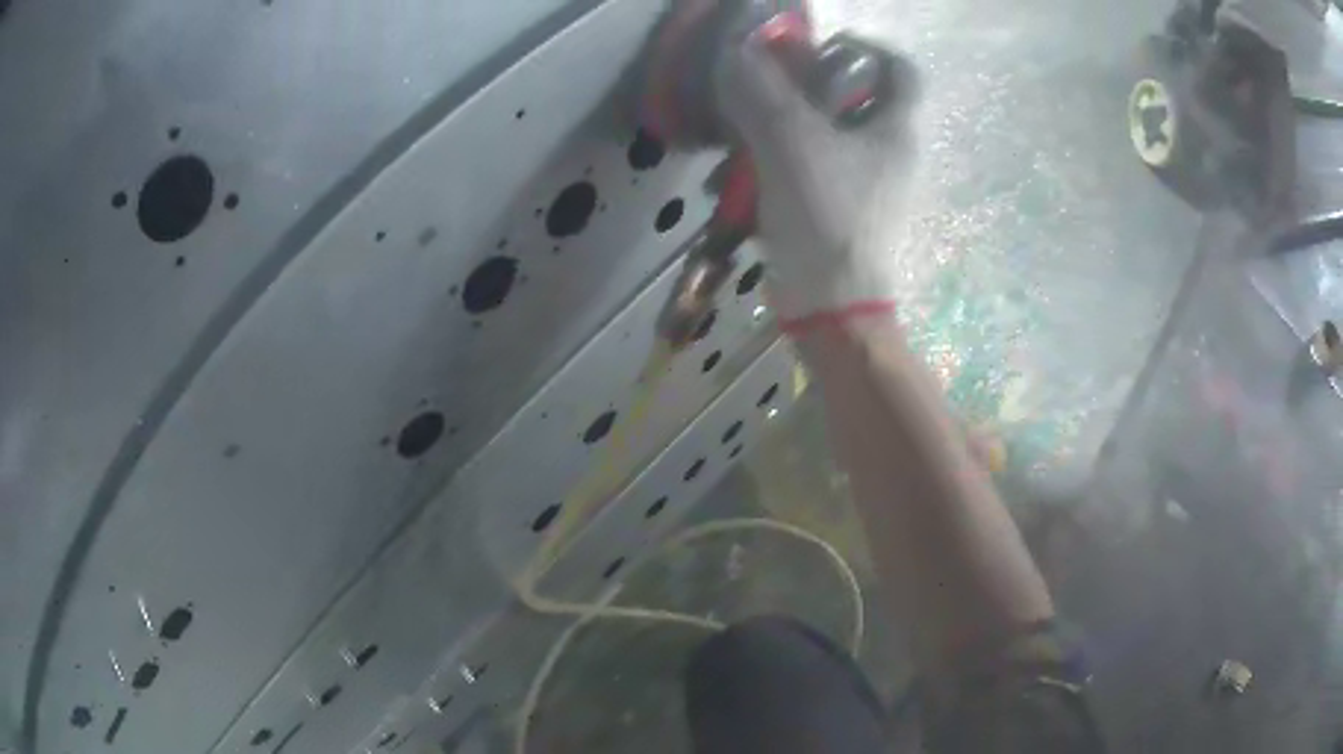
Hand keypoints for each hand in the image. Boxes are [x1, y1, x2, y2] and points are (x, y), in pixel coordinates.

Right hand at [713, 32, 919, 323]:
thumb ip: (761, 91)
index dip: (867, 48)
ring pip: (826, 134)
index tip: (822, 48)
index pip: (901, 70)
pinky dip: (775, 164)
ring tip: (736, 133)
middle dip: (807, 87)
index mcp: (895, 131)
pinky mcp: (840, 211)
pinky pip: (808, 169)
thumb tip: (735, 51)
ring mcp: (866, 185)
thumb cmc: (825, 216)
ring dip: (780, 126)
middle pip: (856, 98)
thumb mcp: (789, 143)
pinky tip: (735, 179)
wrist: (830, 305)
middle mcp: (889, 154)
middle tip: (765, 87)